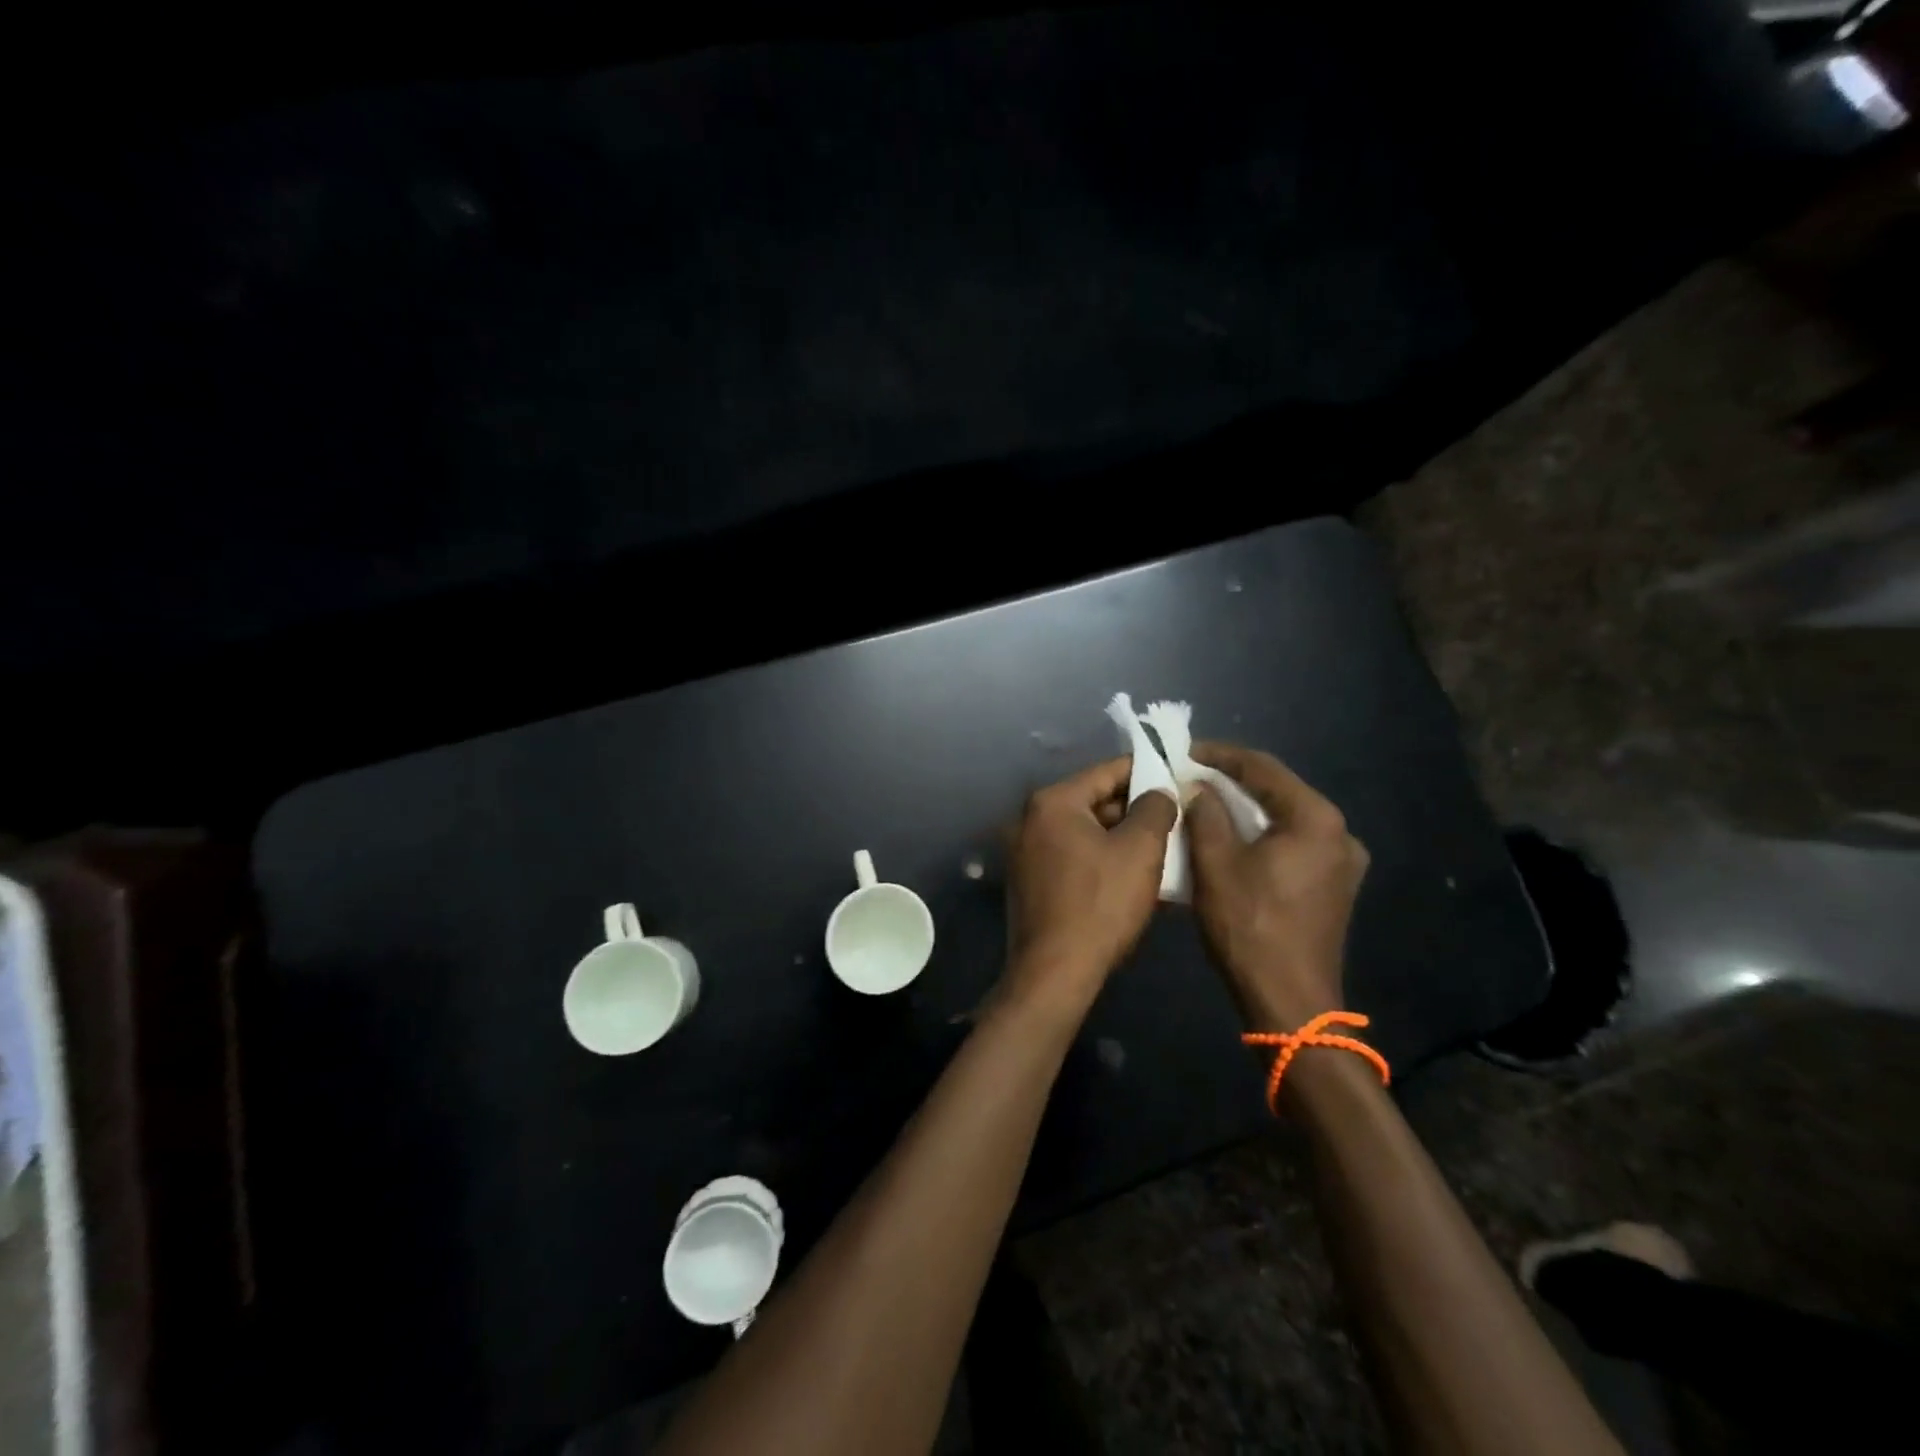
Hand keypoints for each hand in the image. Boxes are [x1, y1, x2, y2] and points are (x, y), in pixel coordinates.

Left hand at [1002, 757, 1178, 1017]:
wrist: (1055, 973)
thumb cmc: (1100, 904)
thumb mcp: (1140, 850)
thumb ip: (1155, 808)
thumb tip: (1159, 791)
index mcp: (1052, 802)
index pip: (1107, 772)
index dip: (1146, 771)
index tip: (1177, 774)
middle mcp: (1030, 819)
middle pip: (1094, 801)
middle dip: (1135, 809)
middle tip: (1175, 817)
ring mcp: (1024, 851)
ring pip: (1085, 832)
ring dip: (1121, 838)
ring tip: (1163, 847)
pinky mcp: (1029, 881)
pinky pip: (1073, 856)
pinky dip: (1101, 858)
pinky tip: (1132, 874)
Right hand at [1185, 742, 1368, 1030]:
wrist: (1289, 1001)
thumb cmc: (1250, 926)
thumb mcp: (1215, 863)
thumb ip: (1206, 814)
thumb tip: (1197, 786)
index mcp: (1316, 819)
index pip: (1263, 768)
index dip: (1220, 755)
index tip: (1185, 750)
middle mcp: (1339, 833)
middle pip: (1279, 791)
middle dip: (1233, 781)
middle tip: (1191, 775)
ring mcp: (1342, 862)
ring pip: (1286, 818)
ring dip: (1246, 809)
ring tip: (1205, 802)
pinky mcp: (1335, 886)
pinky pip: (1294, 843)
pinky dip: (1261, 834)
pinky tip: (1232, 837)